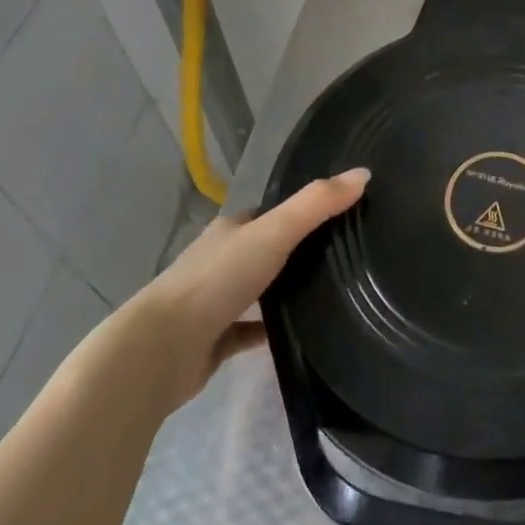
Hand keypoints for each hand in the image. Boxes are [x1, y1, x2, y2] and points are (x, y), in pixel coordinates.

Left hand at [121, 169, 369, 409]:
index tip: (336, 217)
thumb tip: (364, 173)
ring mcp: (212, 303)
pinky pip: (247, 332)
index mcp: (230, 230)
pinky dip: (268, 332)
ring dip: (280, 291)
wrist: (161, 351)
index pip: (269, 214)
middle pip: (262, 250)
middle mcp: (219, 261)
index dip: (298, 213)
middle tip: (339, 256)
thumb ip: (318, 204)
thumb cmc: (218, 280)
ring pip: (254, 291)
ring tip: (326, 293)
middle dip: (292, 253)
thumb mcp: (275, 232)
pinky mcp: (211, 342)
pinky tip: (297, 335)